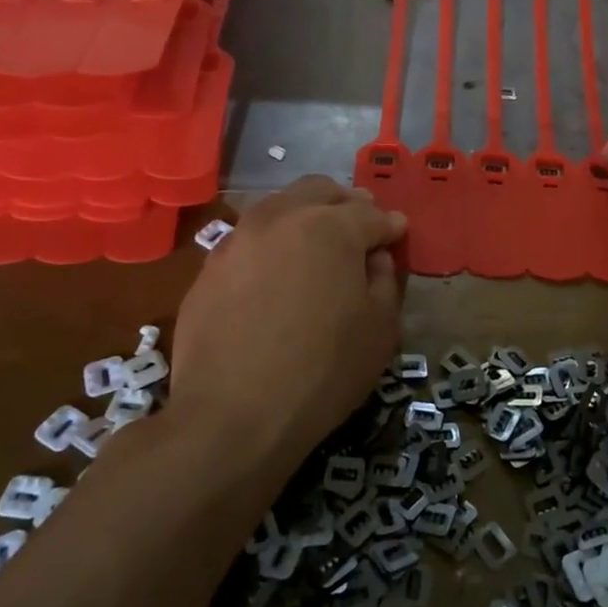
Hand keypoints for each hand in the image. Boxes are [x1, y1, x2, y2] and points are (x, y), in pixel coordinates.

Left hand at [166, 178, 404, 462]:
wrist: (232, 415)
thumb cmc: (323, 370)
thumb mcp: (379, 328)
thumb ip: (385, 280)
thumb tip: (375, 257)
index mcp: (330, 226)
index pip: (371, 214)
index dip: (390, 226)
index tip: (398, 234)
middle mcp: (281, 218)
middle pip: (319, 191)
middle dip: (346, 203)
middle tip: (361, 227)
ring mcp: (237, 239)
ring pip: (279, 207)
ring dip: (305, 216)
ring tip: (317, 246)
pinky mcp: (209, 268)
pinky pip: (249, 240)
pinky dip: (272, 244)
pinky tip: (277, 274)